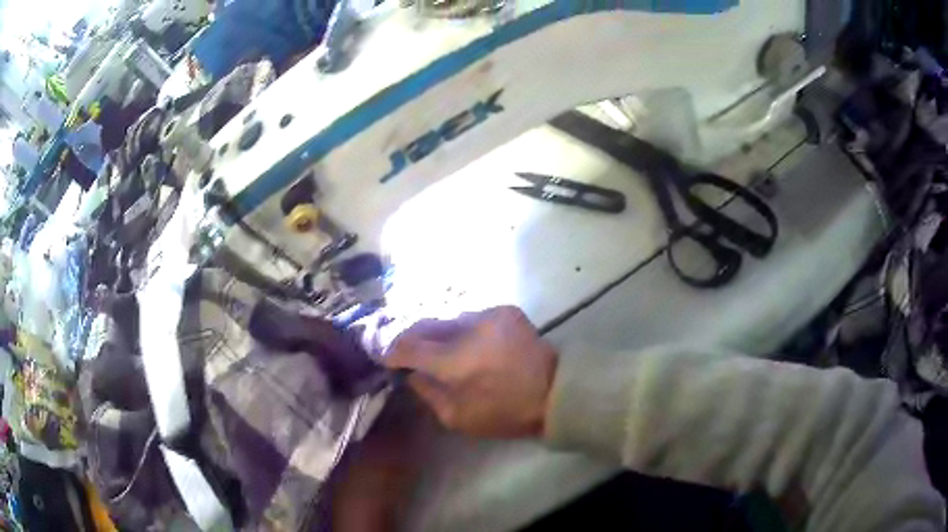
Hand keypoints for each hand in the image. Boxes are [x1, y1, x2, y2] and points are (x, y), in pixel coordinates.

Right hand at [383, 306, 557, 438]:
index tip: (388, 359)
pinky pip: (471, 317)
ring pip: (448, 319)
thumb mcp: (457, 417)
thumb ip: (427, 391)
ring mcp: (489, 314)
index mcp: (456, 361)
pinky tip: (469, 344)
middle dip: (412, 339)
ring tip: (440, 349)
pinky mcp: (505, 310)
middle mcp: (469, 328)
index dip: (393, 352)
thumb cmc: (505, 412)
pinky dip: (463, 329)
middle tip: (408, 352)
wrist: (554, 392)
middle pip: (425, 325)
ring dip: (439, 334)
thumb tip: (411, 372)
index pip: (408, 346)